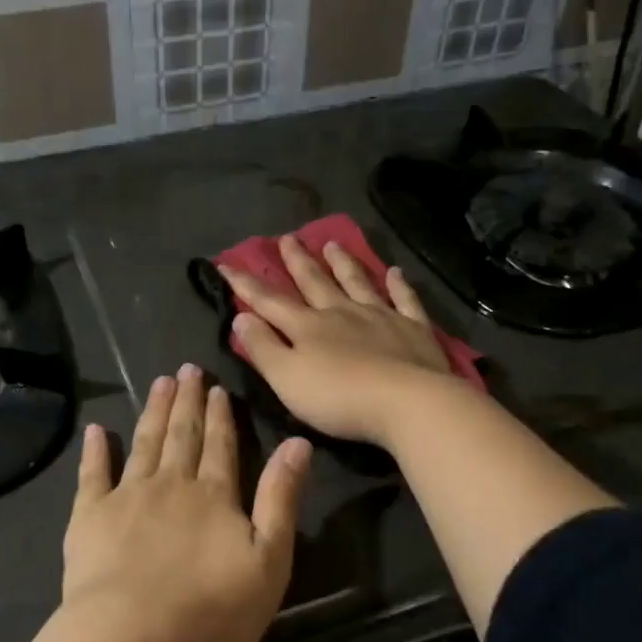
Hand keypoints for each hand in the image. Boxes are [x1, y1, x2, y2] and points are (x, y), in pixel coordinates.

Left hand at [64, 364, 311, 641]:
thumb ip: (281, 498)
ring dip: (153, 412)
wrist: (133, 635)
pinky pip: (93, 475)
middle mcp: (172, 484)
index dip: (220, 415)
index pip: (220, 445)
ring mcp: (128, 497)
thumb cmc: (212, 609)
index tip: (216, 386)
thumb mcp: (269, 559)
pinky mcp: (90, 517)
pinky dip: (95, 451)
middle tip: (186, 369)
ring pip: (144, 444)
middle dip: (186, 401)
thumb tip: (298, 443)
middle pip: (182, 435)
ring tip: (159, 383)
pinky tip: (96, 430)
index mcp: (214, 495)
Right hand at [219, 235, 452, 446]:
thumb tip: (242, 317)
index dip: (246, 284)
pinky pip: (404, 300)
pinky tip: (396, 272)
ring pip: (357, 283)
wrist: (407, 403)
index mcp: (308, 327)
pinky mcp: (414, 330)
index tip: (227, 264)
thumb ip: (263, 348)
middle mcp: (341, 313)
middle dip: (298, 262)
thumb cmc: (338, 397)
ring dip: (343, 263)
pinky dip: (399, 285)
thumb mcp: (287, 378)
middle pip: (315, 282)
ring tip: (332, 244)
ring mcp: (381, 317)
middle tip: (287, 238)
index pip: (269, 301)